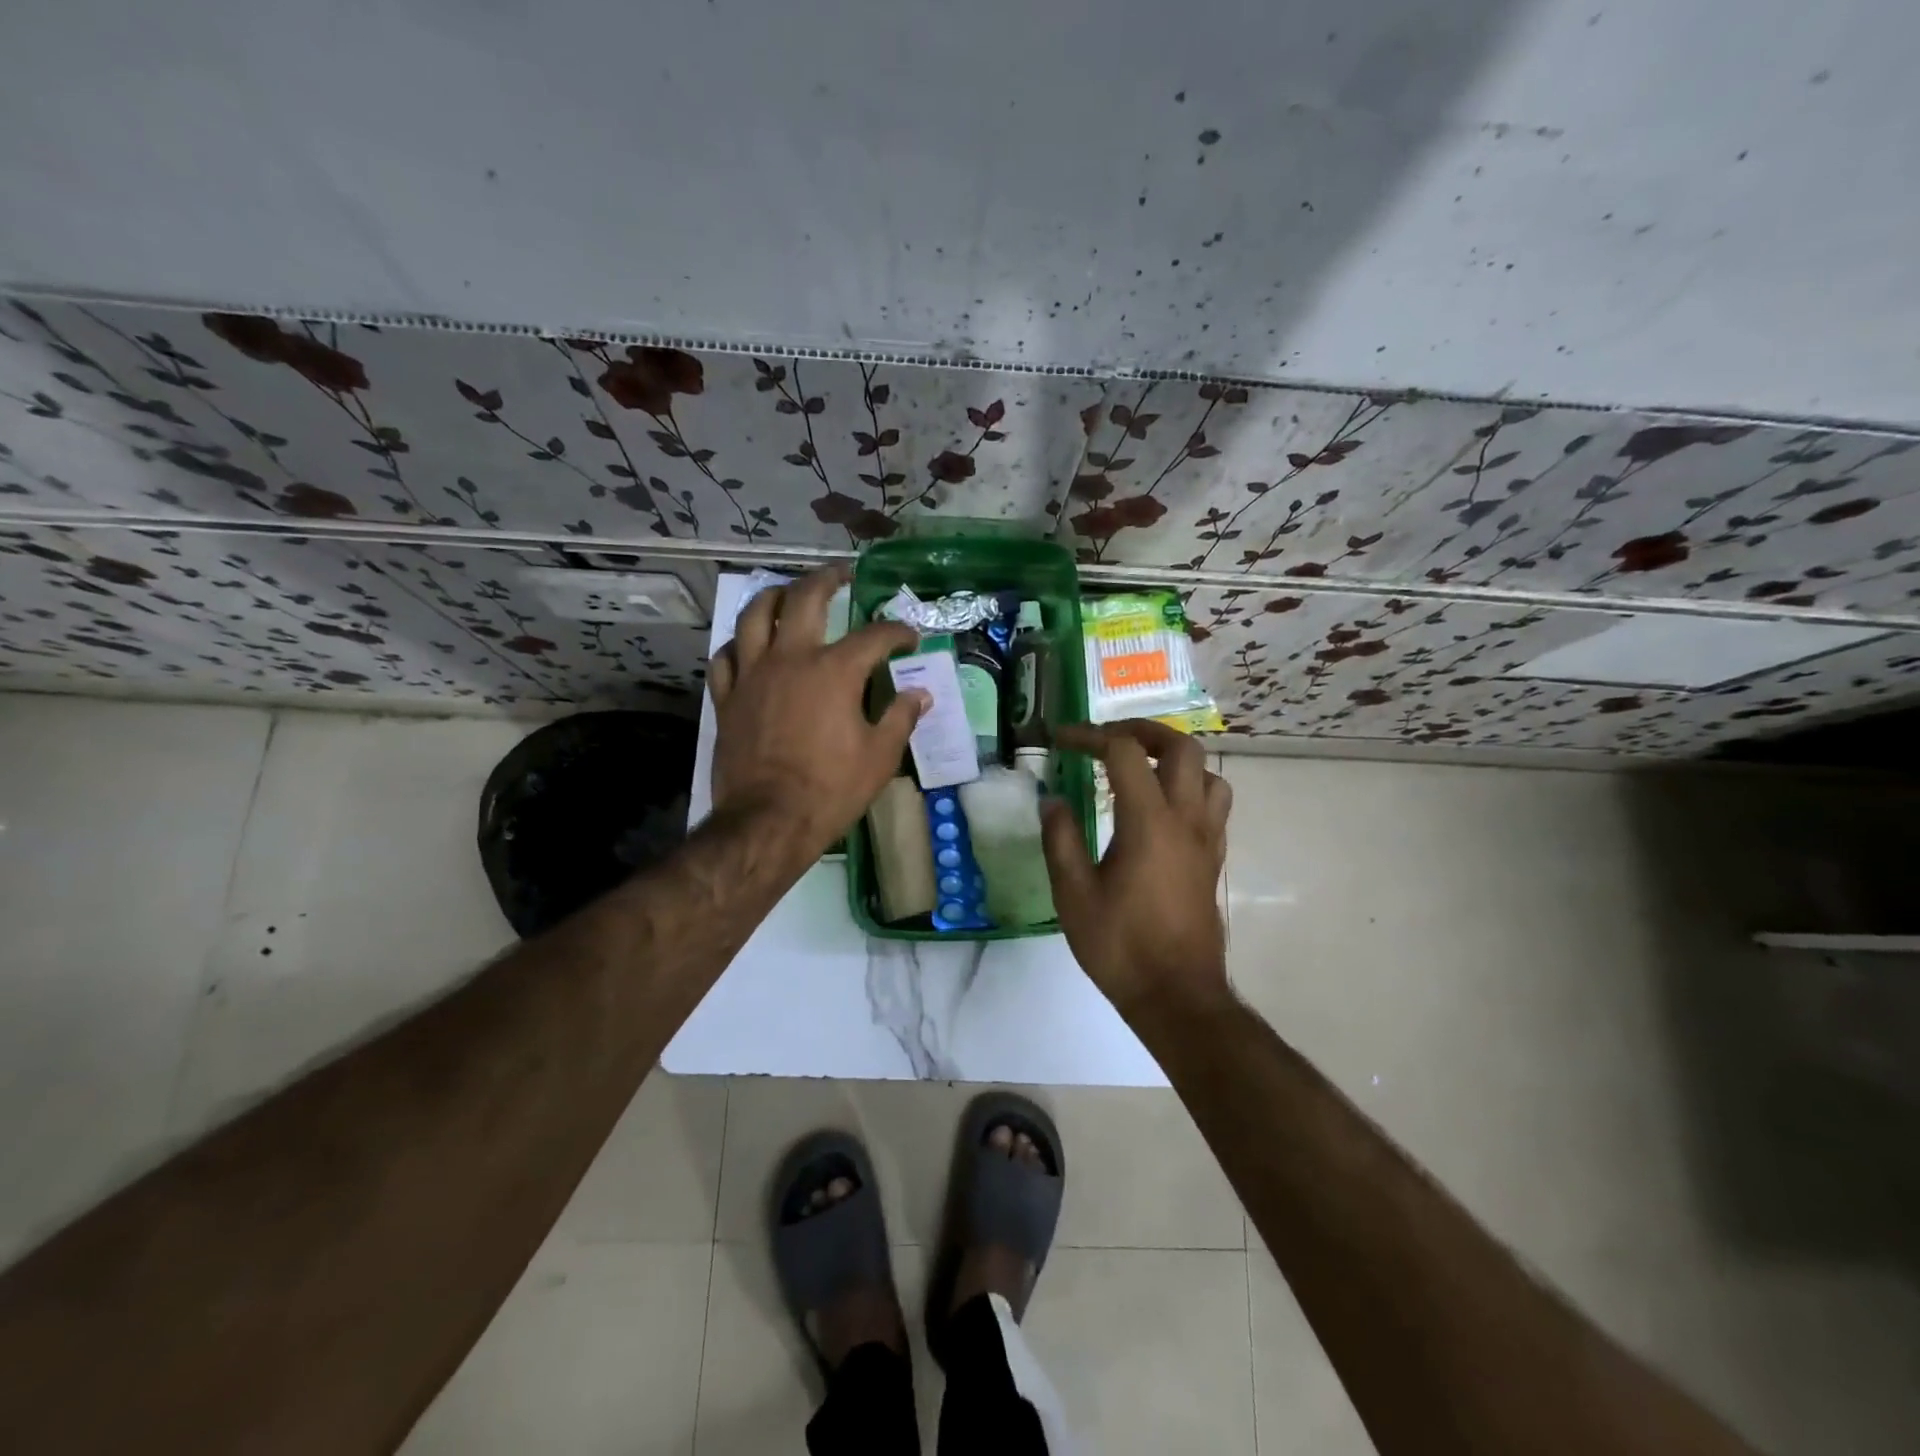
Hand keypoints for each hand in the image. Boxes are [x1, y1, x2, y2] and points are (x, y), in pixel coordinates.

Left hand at [707, 567, 926, 861]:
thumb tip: (920, 694)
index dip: (897, 631)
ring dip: (774, 596)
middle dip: (828, 579)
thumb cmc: (831, 789)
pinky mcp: (727, 698)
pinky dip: (738, 645)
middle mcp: (791, 659)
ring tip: (788, 592)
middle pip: (806, 599)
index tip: (909, 636)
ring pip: (755, 616)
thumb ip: (901, 717)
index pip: (874, 636)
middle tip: (842, 574)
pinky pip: (725, 657)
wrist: (769, 820)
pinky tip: (747, 646)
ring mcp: (753, 675)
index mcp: (834, 671)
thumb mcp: (880, 756)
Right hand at [1041, 719, 1232, 1018]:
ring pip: (1208, 773)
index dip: (1090, 736)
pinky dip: (1189, 787)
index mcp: (1149, 823)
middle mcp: (1186, 820)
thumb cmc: (1121, 947)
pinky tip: (1161, 809)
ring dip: (1174, 758)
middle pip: (1181, 747)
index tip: (1061, 740)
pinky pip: (1213, 804)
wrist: (1177, 997)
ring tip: (1140, 769)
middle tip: (1107, 740)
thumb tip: (1052, 800)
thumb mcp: (1073, 895)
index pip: (1124, 753)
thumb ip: (1060, 840)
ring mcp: (1207, 839)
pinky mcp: (1213, 859)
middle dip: (1142, 732)